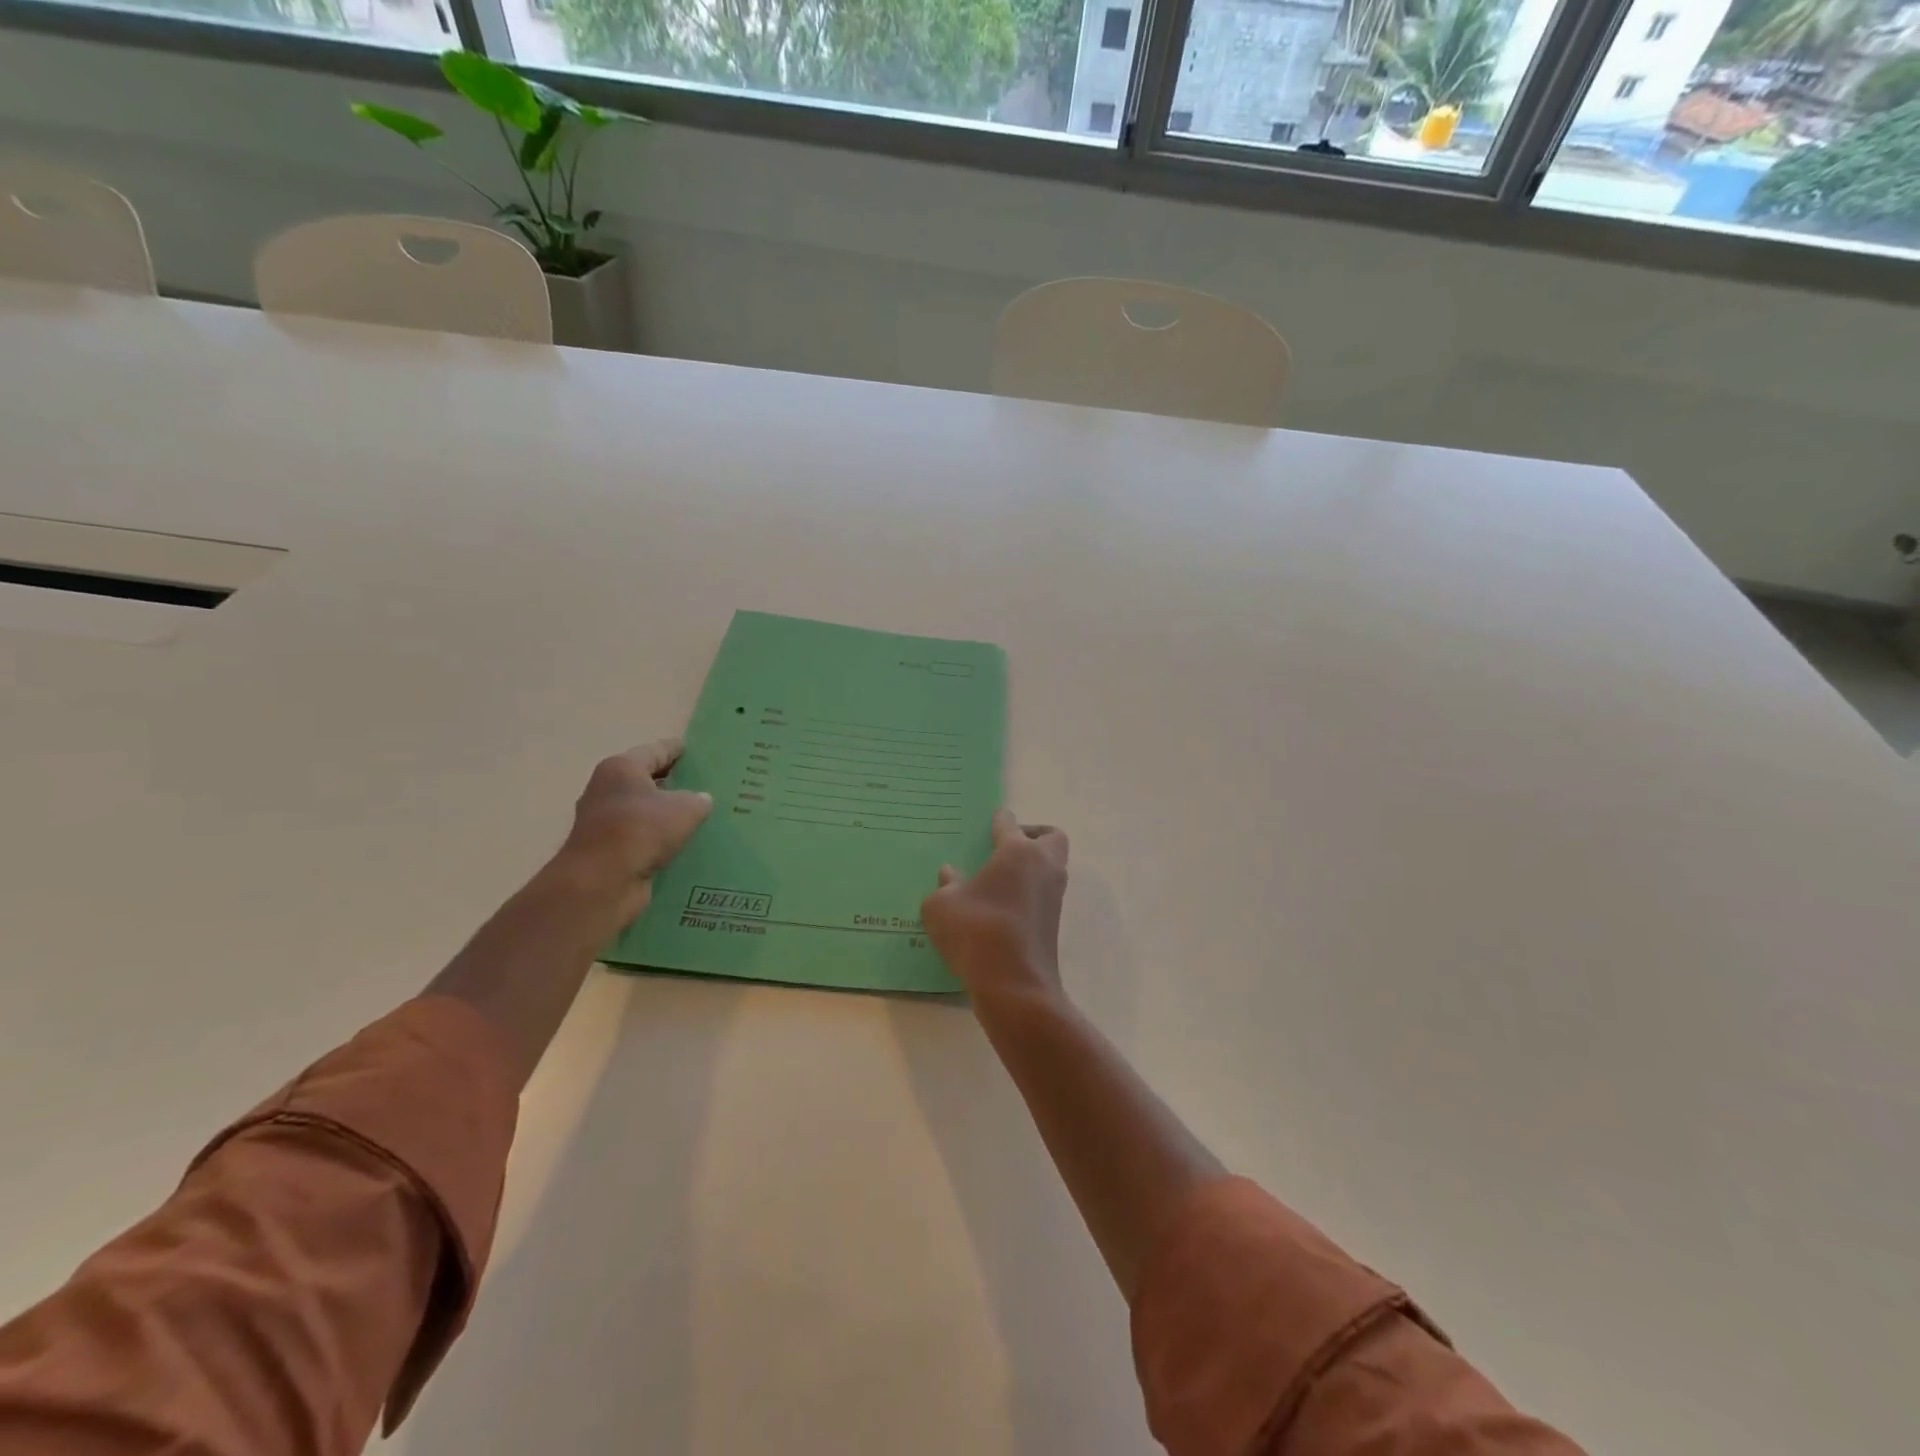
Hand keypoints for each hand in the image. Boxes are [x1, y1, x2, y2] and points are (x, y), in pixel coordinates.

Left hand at [556, 739, 712, 917]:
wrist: (602, 881)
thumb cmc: (642, 829)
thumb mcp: (685, 808)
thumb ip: (698, 800)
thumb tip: (701, 800)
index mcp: (621, 768)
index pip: (655, 751)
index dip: (676, 750)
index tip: (693, 750)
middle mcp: (605, 790)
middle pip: (644, 781)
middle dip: (670, 783)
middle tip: (701, 785)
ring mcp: (601, 822)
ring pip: (641, 811)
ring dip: (662, 815)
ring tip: (694, 818)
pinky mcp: (604, 851)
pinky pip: (638, 838)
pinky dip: (655, 840)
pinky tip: (679, 845)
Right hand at [922, 808, 1069, 1010]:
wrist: (1015, 984)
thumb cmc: (976, 931)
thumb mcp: (941, 906)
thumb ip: (944, 885)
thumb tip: (950, 874)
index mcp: (1016, 851)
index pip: (1009, 823)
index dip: (999, 820)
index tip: (992, 820)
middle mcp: (1043, 865)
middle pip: (1051, 837)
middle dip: (1033, 836)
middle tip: (1005, 848)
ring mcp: (1053, 895)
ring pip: (1052, 866)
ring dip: (1032, 866)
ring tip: (999, 879)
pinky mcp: (1054, 922)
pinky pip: (1044, 893)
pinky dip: (1030, 892)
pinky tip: (1002, 906)